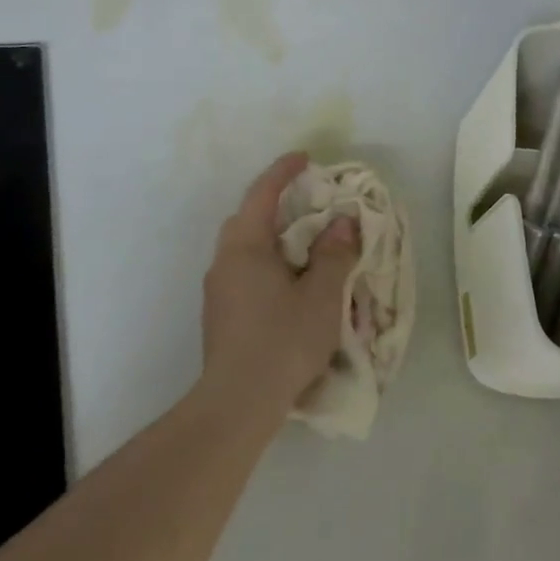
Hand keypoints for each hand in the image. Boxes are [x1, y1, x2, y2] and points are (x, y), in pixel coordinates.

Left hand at [197, 152, 358, 420]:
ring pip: (244, 248)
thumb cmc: (283, 341)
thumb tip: (341, 222)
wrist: (237, 402)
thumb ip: (334, 254)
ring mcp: (217, 289)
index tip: (305, 158)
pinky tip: (288, 284)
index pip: (262, 194)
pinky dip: (266, 262)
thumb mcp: (322, 295)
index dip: (283, 172)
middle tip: (308, 204)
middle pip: (247, 219)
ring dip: (271, 237)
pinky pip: (243, 271)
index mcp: (245, 247)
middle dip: (275, 204)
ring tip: (304, 246)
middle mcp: (224, 261)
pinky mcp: (219, 314)